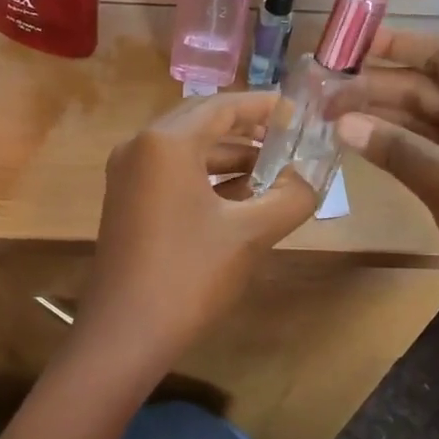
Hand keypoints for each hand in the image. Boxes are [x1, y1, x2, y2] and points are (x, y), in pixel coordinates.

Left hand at [82, 92, 317, 369]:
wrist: (126, 332)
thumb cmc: (189, 275)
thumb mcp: (250, 234)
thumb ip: (291, 198)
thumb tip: (312, 179)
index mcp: (166, 142)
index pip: (224, 106)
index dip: (266, 107)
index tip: (301, 112)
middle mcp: (140, 146)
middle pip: (203, 122)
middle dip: (249, 130)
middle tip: (291, 138)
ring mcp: (127, 174)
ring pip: (187, 150)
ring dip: (230, 157)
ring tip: (276, 170)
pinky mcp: (126, 200)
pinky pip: (172, 173)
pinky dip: (206, 177)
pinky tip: (242, 196)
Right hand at [335, 28, 438, 377]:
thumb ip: (400, 149)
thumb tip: (340, 120)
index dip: (398, 45)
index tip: (347, 43)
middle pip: (423, 90)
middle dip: (374, 86)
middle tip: (319, 90)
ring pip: (413, 125)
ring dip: (373, 118)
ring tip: (323, 114)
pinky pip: (412, 157)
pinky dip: (383, 150)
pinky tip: (348, 144)